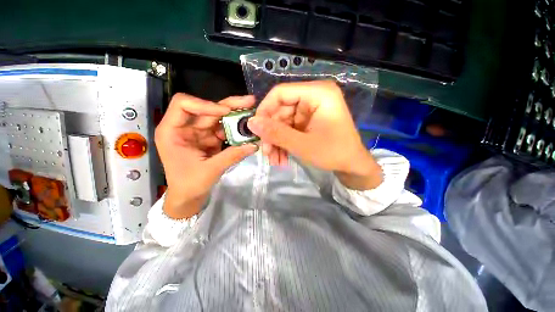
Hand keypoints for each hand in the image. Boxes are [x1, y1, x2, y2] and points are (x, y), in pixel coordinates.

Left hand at [155, 94, 257, 218]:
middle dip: (229, 105)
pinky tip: (248, 127)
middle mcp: (185, 128)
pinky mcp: (210, 139)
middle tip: (249, 101)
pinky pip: (224, 130)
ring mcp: (199, 133)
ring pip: (218, 118)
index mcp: (172, 131)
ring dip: (235, 116)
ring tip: (253, 112)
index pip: (184, 105)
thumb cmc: (189, 185)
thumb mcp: (210, 170)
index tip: (226, 112)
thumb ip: (232, 156)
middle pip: (207, 109)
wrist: (188, 197)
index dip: (205, 105)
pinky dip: (236, 129)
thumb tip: (254, 145)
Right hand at [247, 81, 381, 189]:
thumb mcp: (302, 145)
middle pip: (281, 110)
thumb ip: (276, 133)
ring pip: (283, 122)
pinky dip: (284, 143)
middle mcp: (314, 97)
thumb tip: (251, 123)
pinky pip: (290, 129)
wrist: (353, 166)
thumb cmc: (333, 153)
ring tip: (275, 160)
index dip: (265, 110)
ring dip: (277, 141)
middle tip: (266, 153)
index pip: (280, 93)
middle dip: (271, 133)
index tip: (256, 130)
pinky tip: (282, 158)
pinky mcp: (309, 121)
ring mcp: (311, 110)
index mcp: (318, 93)